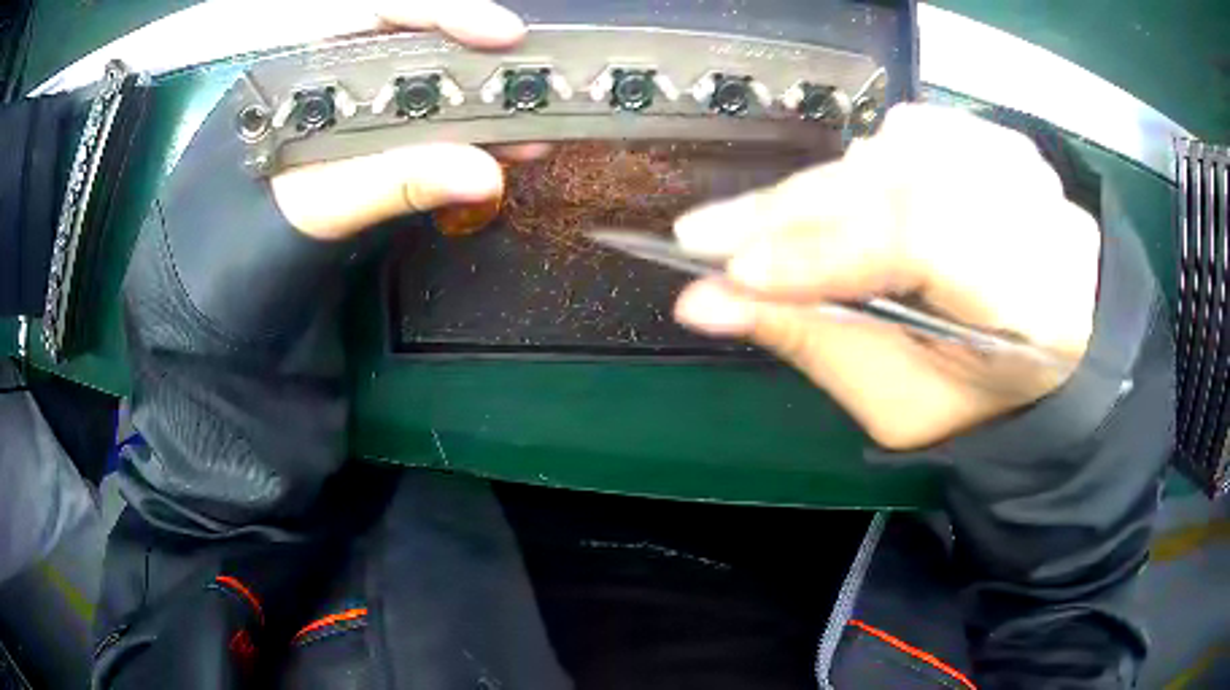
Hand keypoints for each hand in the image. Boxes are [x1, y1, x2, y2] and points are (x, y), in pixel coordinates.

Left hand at [269, 0, 537, 240]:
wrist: (259, 237)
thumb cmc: (274, 212)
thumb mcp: (325, 201)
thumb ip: (393, 183)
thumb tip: (484, 174)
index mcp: (317, 60)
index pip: (385, 10)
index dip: (448, 12)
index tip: (502, 35)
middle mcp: (353, 61)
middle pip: (428, 35)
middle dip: (486, 58)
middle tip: (536, 85)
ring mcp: (379, 86)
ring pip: (444, 70)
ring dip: (494, 97)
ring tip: (532, 128)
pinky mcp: (396, 115)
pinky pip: (447, 107)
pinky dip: (483, 125)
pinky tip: (510, 144)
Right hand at [672, 105, 1100, 449]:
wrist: (1044, 355)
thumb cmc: (975, 397)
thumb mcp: (898, 401)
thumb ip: (812, 341)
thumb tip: (704, 301)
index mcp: (1033, 303)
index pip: (923, 241)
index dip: (824, 249)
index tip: (733, 270)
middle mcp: (1037, 215)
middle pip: (900, 183)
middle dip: (795, 210)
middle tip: (708, 233)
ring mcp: (1022, 167)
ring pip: (897, 150)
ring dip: (824, 188)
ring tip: (770, 225)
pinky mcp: (1002, 144)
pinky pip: (915, 132)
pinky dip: (865, 162)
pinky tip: (848, 194)